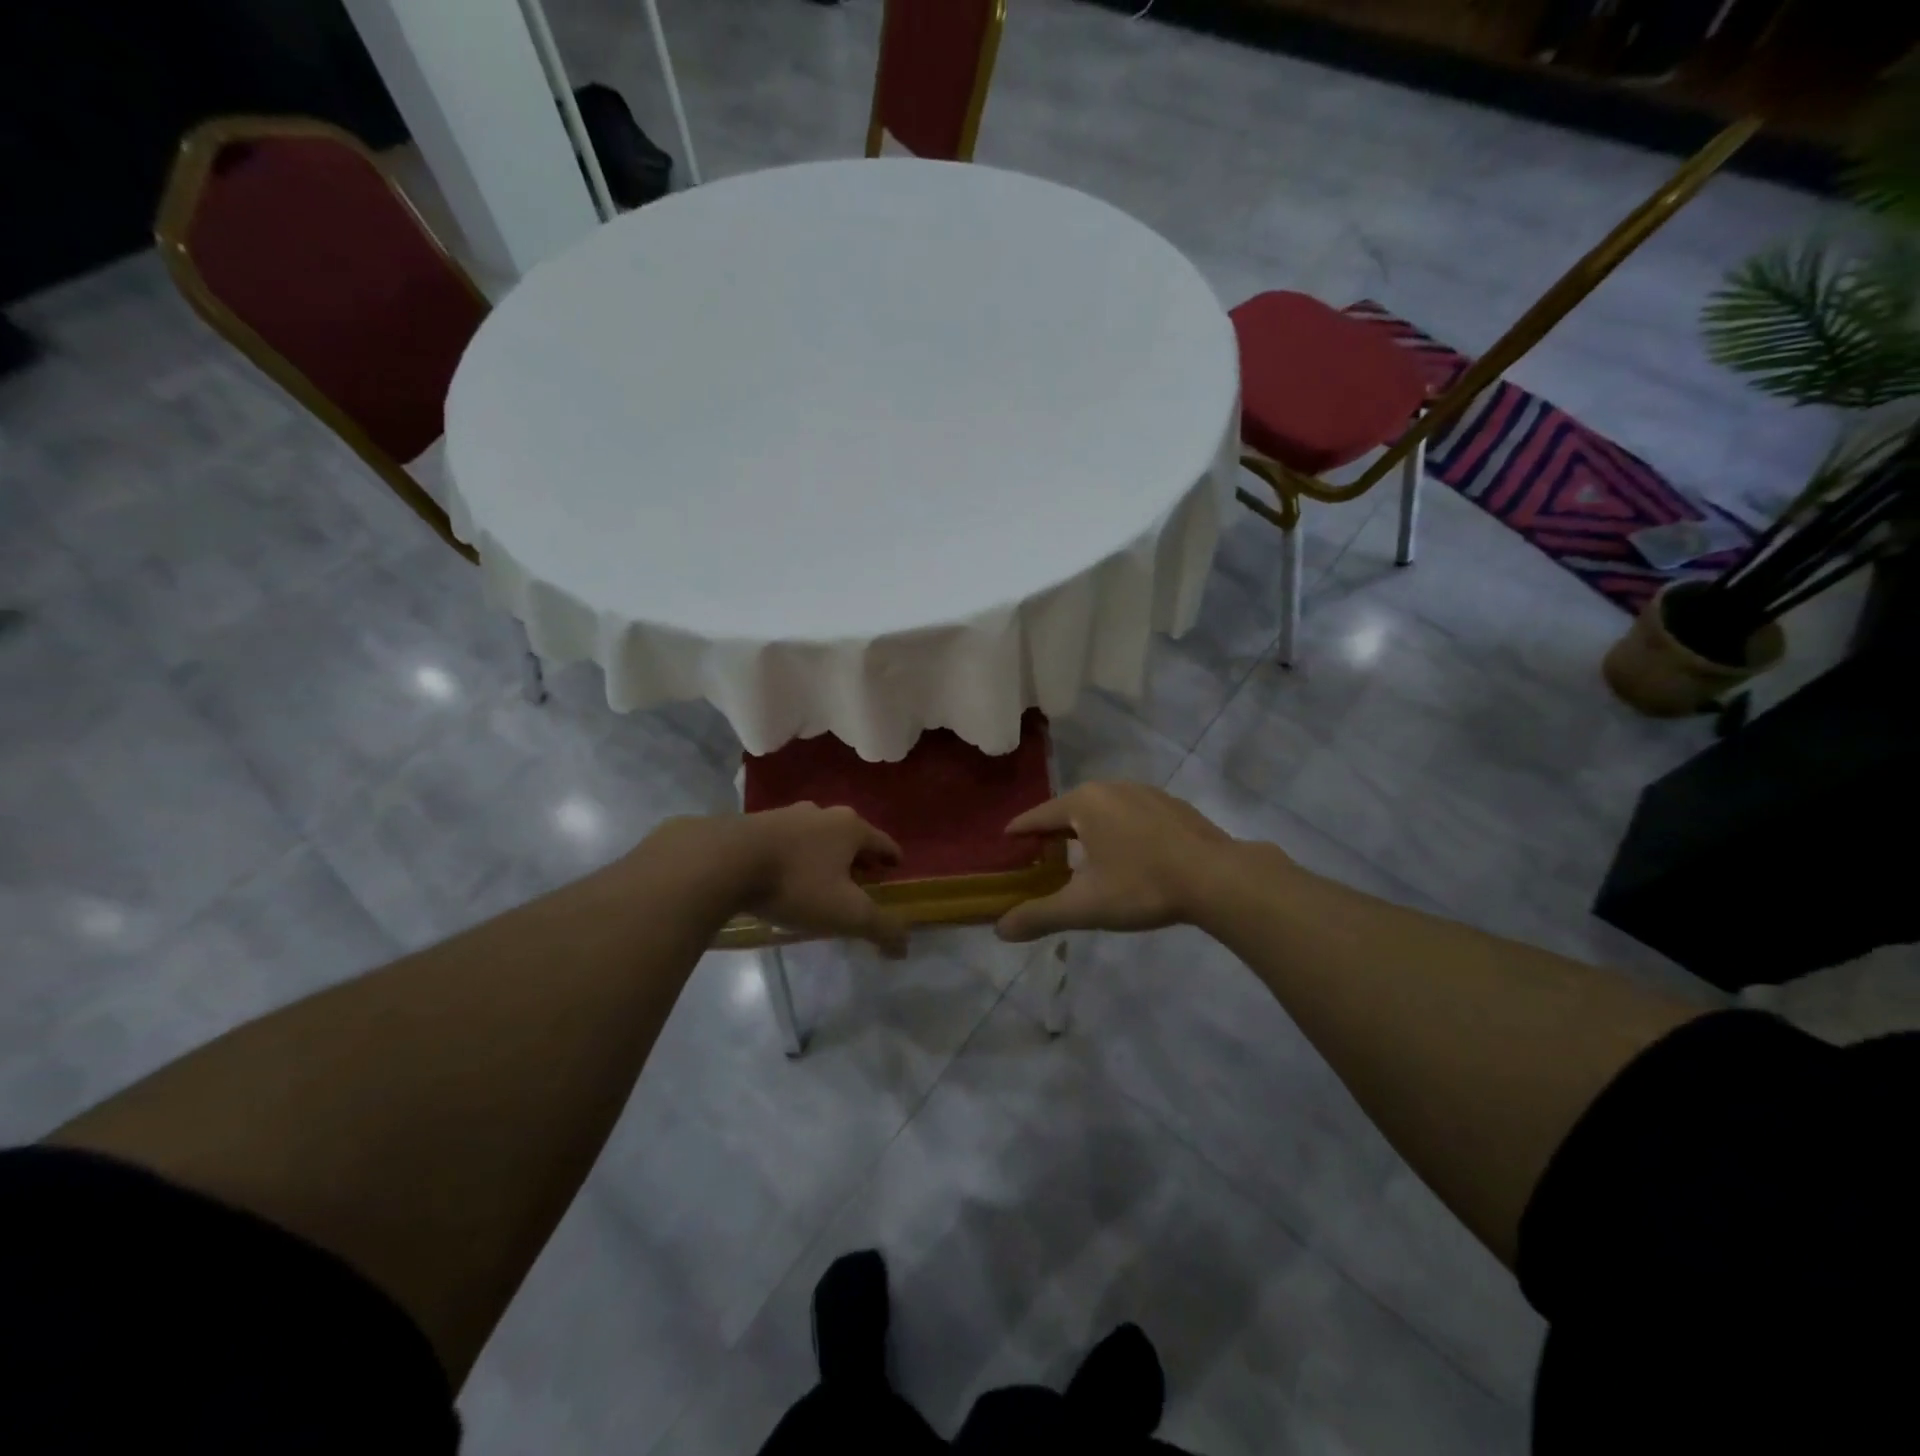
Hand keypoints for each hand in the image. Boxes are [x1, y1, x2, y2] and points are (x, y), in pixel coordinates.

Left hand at [652, 804, 909, 955]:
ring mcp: (787, 815)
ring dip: (824, 854)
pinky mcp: (755, 824)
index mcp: (850, 828)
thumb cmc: (795, 884)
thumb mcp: (845, 913)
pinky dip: (794, 856)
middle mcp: (822, 814)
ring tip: (822, 878)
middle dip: (858, 856)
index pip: (883, 842)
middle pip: (850, 835)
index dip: (891, 857)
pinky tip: (785, 875)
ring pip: (816, 835)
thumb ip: (880, 928)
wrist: (723, 860)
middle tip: (862, 878)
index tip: (895, 868)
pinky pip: (786, 841)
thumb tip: (905, 946)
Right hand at [995, 782, 1241, 942]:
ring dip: (1090, 830)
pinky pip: (1133, 815)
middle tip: (1043, 856)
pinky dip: (1121, 831)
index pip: (1039, 815)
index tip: (1007, 840)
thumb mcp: (1085, 906)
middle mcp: (1112, 788)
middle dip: (1055, 832)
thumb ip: (1040, 915)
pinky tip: (1130, 856)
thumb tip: (999, 930)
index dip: (1021, 830)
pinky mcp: (1174, 806)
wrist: (1218, 878)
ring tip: (1084, 857)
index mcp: (1085, 803)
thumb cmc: (1142, 885)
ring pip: (1105, 810)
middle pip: (1072, 810)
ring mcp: (1147, 793)